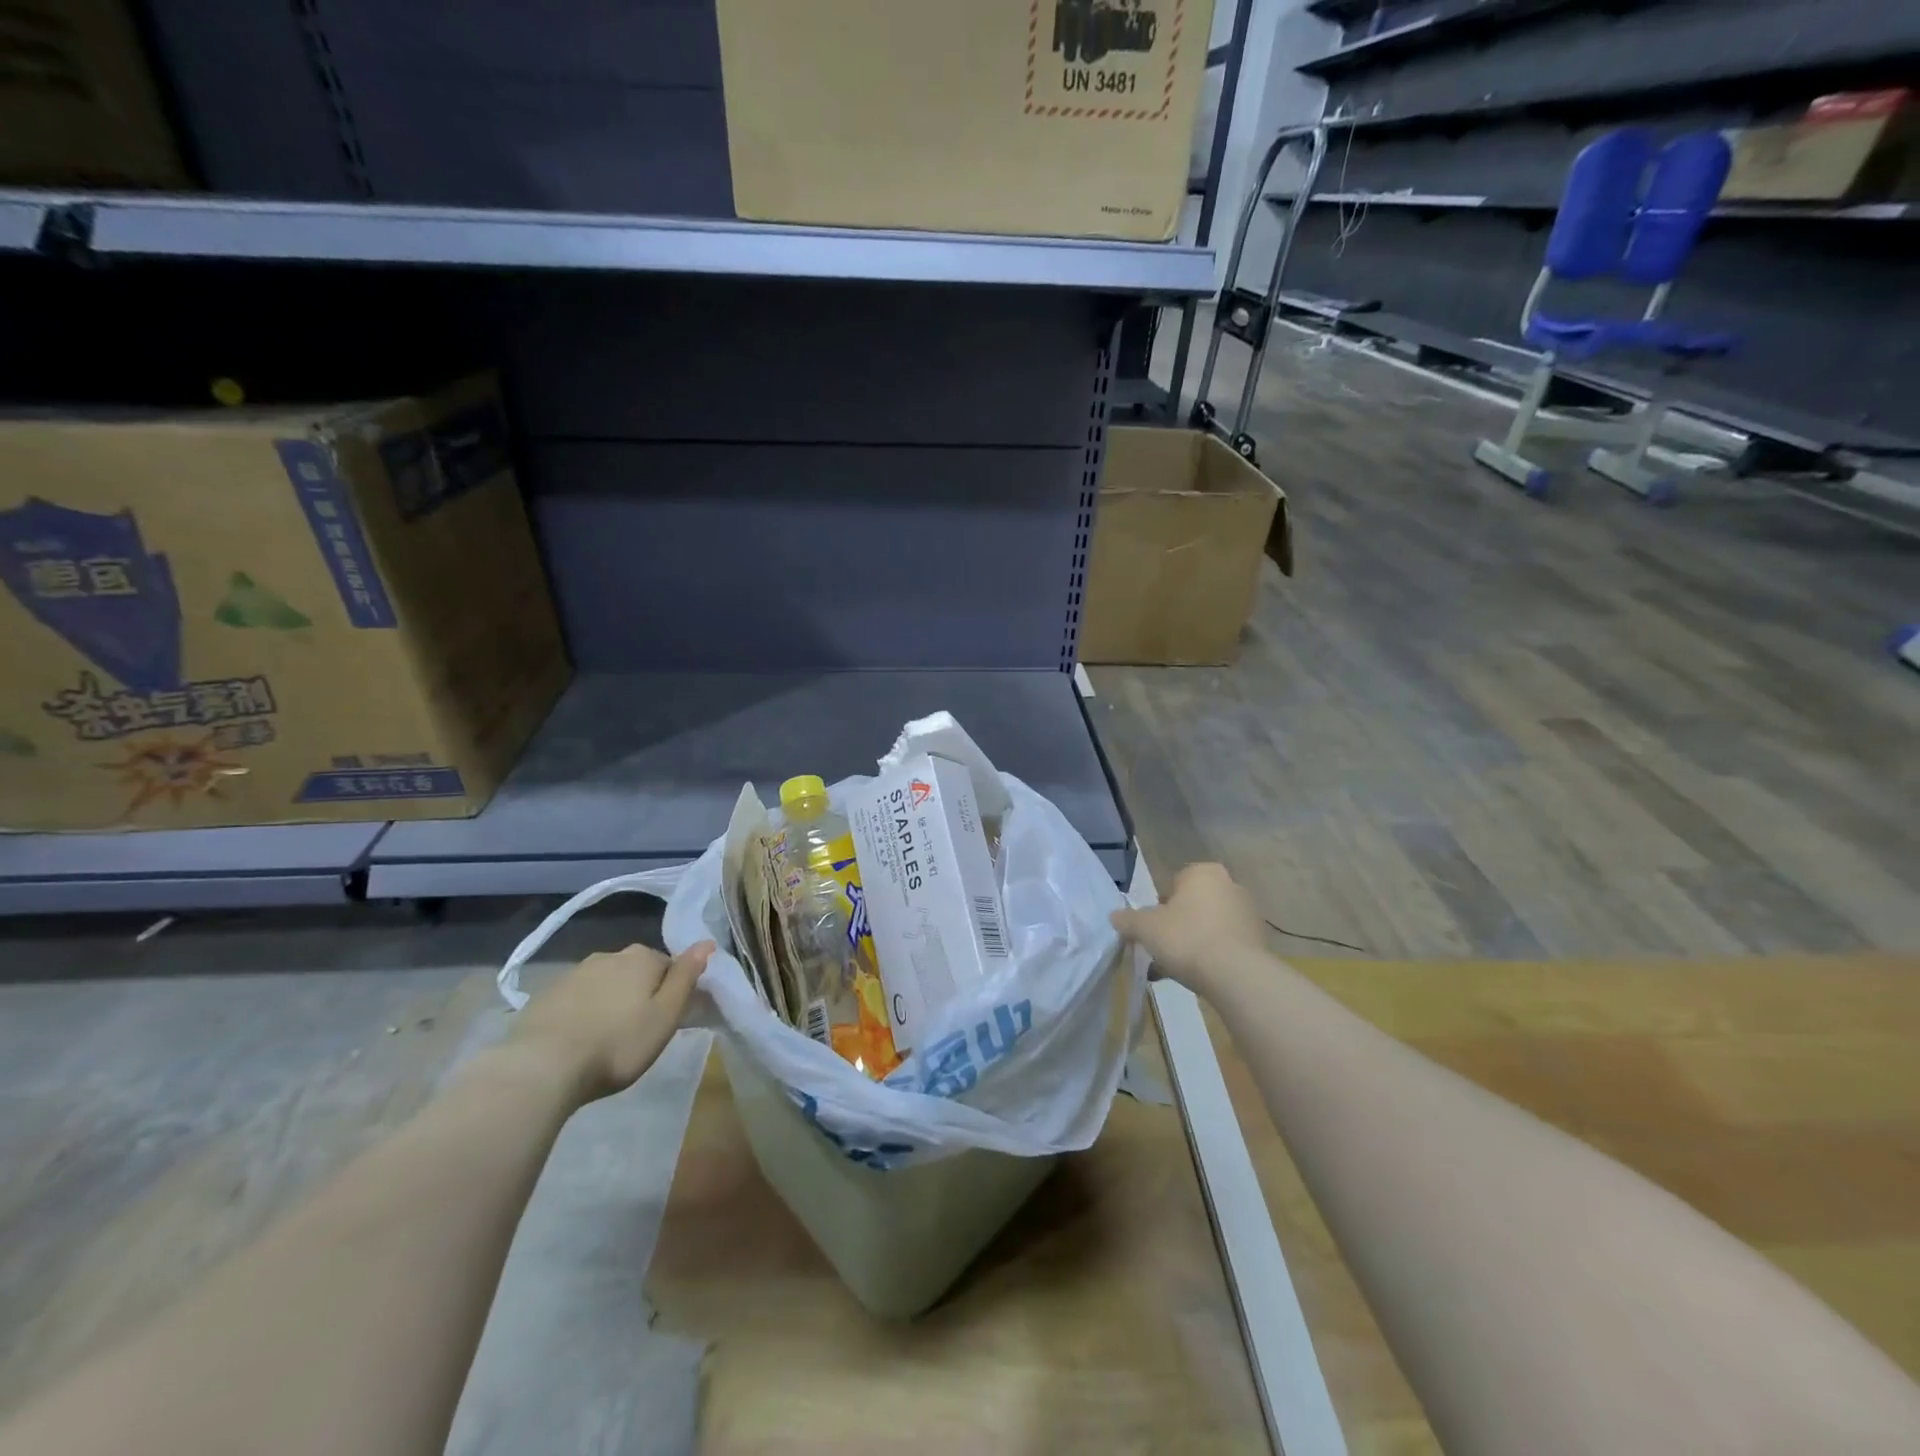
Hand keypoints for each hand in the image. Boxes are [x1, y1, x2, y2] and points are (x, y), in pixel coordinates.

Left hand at [508, 941, 714, 1102]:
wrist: (541, 1067)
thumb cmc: (617, 1044)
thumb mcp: (665, 1016)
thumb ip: (687, 977)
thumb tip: (707, 942)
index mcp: (642, 958)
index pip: (669, 966)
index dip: (671, 992)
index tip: (666, 1020)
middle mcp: (609, 955)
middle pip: (635, 972)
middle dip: (639, 994)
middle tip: (637, 1032)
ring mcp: (573, 973)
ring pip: (604, 983)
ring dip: (609, 1002)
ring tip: (605, 1038)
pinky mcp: (545, 995)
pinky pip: (576, 998)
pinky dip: (582, 1012)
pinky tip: (578, 1039)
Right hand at [1111, 863, 1265, 994]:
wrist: (1236, 975)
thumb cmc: (1186, 938)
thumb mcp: (1145, 928)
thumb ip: (1127, 919)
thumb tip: (1115, 916)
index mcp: (1203, 873)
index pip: (1173, 884)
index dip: (1158, 908)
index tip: (1152, 930)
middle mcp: (1230, 885)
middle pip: (1192, 906)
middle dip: (1175, 927)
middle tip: (1162, 950)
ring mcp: (1247, 913)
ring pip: (1208, 926)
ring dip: (1192, 943)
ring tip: (1175, 970)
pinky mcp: (1258, 940)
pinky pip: (1225, 944)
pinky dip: (1211, 956)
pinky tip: (1197, 977)